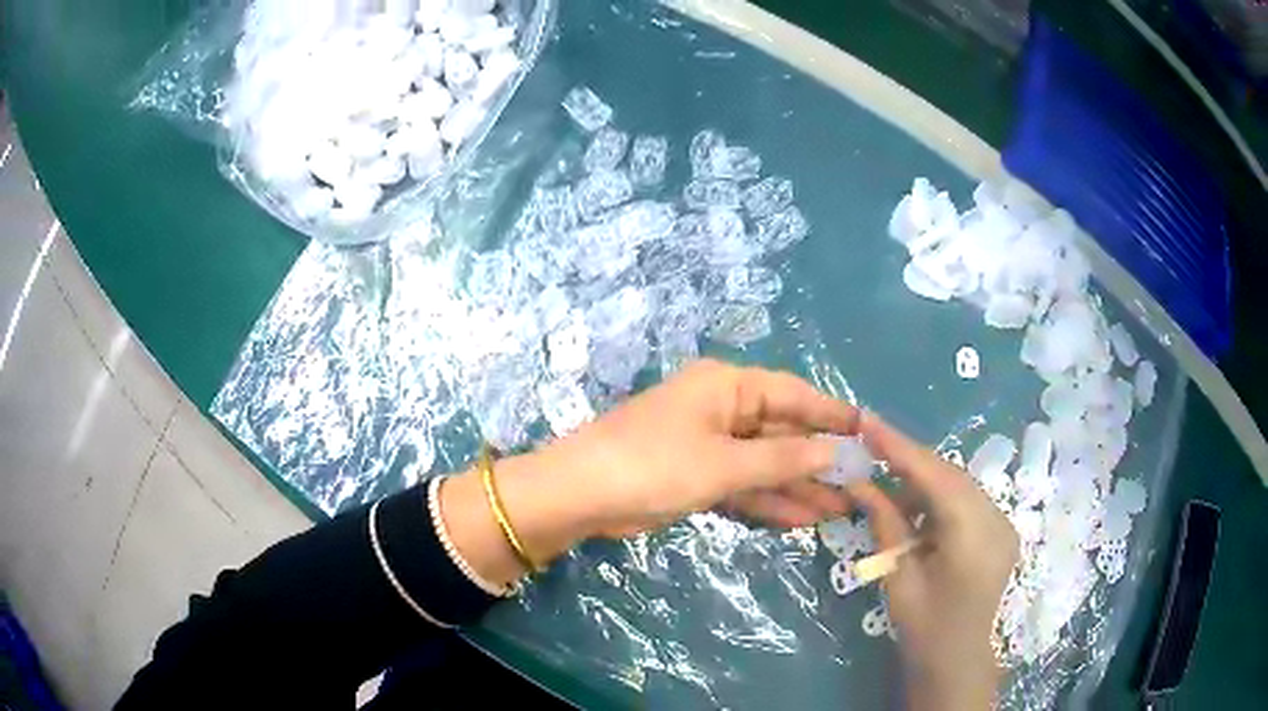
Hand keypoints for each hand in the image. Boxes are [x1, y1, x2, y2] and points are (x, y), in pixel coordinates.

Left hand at [441, 360, 857, 589]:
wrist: (582, 495)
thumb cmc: (655, 464)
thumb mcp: (725, 463)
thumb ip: (783, 460)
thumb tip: (835, 452)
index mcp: (727, 386)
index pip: (793, 394)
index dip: (831, 414)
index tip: (868, 432)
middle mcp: (722, 408)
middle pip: (781, 432)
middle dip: (817, 461)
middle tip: (859, 485)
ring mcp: (709, 444)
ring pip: (765, 464)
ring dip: (798, 487)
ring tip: (841, 510)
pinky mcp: (697, 475)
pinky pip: (744, 484)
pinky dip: (769, 501)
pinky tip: (802, 519)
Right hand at [847, 414, 1018, 709]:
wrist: (958, 658)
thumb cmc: (924, 627)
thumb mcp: (898, 577)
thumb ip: (885, 524)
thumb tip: (859, 482)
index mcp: (972, 536)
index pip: (935, 476)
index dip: (900, 447)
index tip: (867, 421)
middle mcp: (996, 520)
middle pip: (950, 474)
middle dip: (909, 460)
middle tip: (871, 447)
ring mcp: (1003, 523)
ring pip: (959, 484)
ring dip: (924, 479)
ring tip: (889, 487)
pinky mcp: (1001, 529)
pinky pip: (968, 499)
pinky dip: (940, 496)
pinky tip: (917, 508)